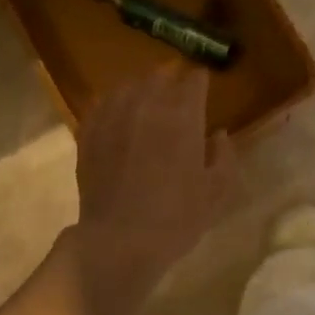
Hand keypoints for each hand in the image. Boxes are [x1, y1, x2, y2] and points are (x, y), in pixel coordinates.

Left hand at [72, 67, 237, 314]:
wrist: (120, 241)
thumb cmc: (177, 218)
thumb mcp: (217, 193)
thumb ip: (224, 157)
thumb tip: (218, 135)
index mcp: (183, 116)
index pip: (195, 80)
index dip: (201, 81)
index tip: (204, 86)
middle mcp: (147, 105)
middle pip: (160, 74)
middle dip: (172, 77)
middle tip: (177, 88)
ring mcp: (113, 116)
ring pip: (129, 84)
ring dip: (142, 87)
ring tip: (147, 98)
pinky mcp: (89, 131)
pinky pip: (102, 103)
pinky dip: (114, 103)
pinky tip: (118, 115)